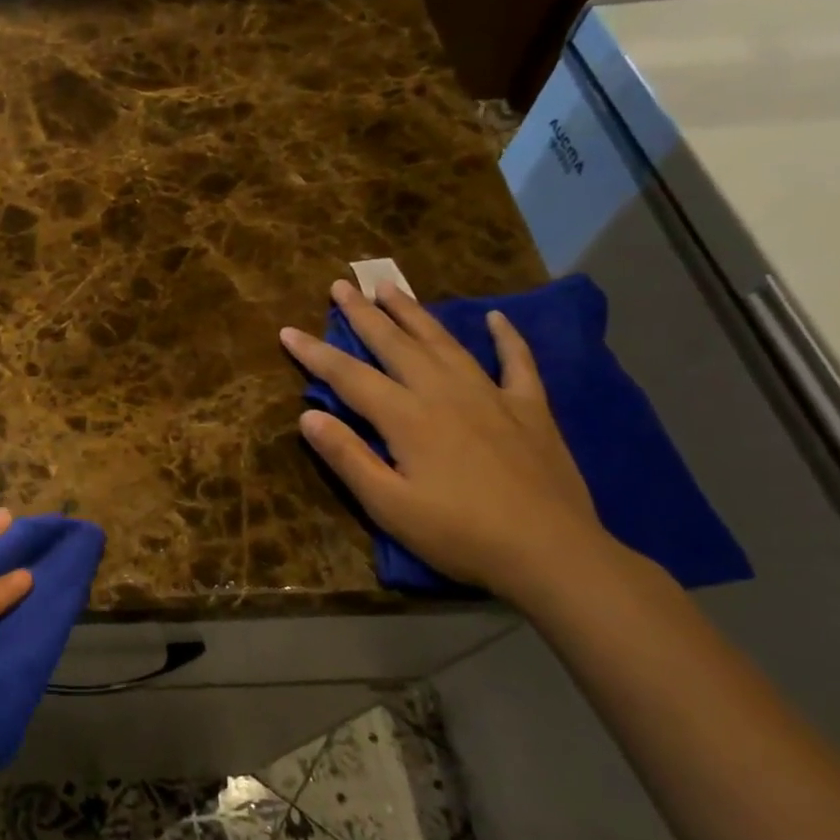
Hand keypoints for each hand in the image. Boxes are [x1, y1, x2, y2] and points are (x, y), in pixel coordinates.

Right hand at [281, 279, 613, 598]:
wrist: (552, 554)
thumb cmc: (459, 535)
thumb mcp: (389, 506)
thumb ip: (347, 457)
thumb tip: (308, 415)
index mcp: (407, 417)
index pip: (349, 376)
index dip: (315, 353)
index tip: (288, 331)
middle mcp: (444, 393)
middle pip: (395, 344)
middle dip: (363, 314)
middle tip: (341, 285)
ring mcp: (491, 396)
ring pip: (444, 342)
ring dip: (414, 313)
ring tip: (391, 287)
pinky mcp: (530, 409)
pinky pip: (517, 362)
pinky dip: (507, 338)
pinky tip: (496, 318)